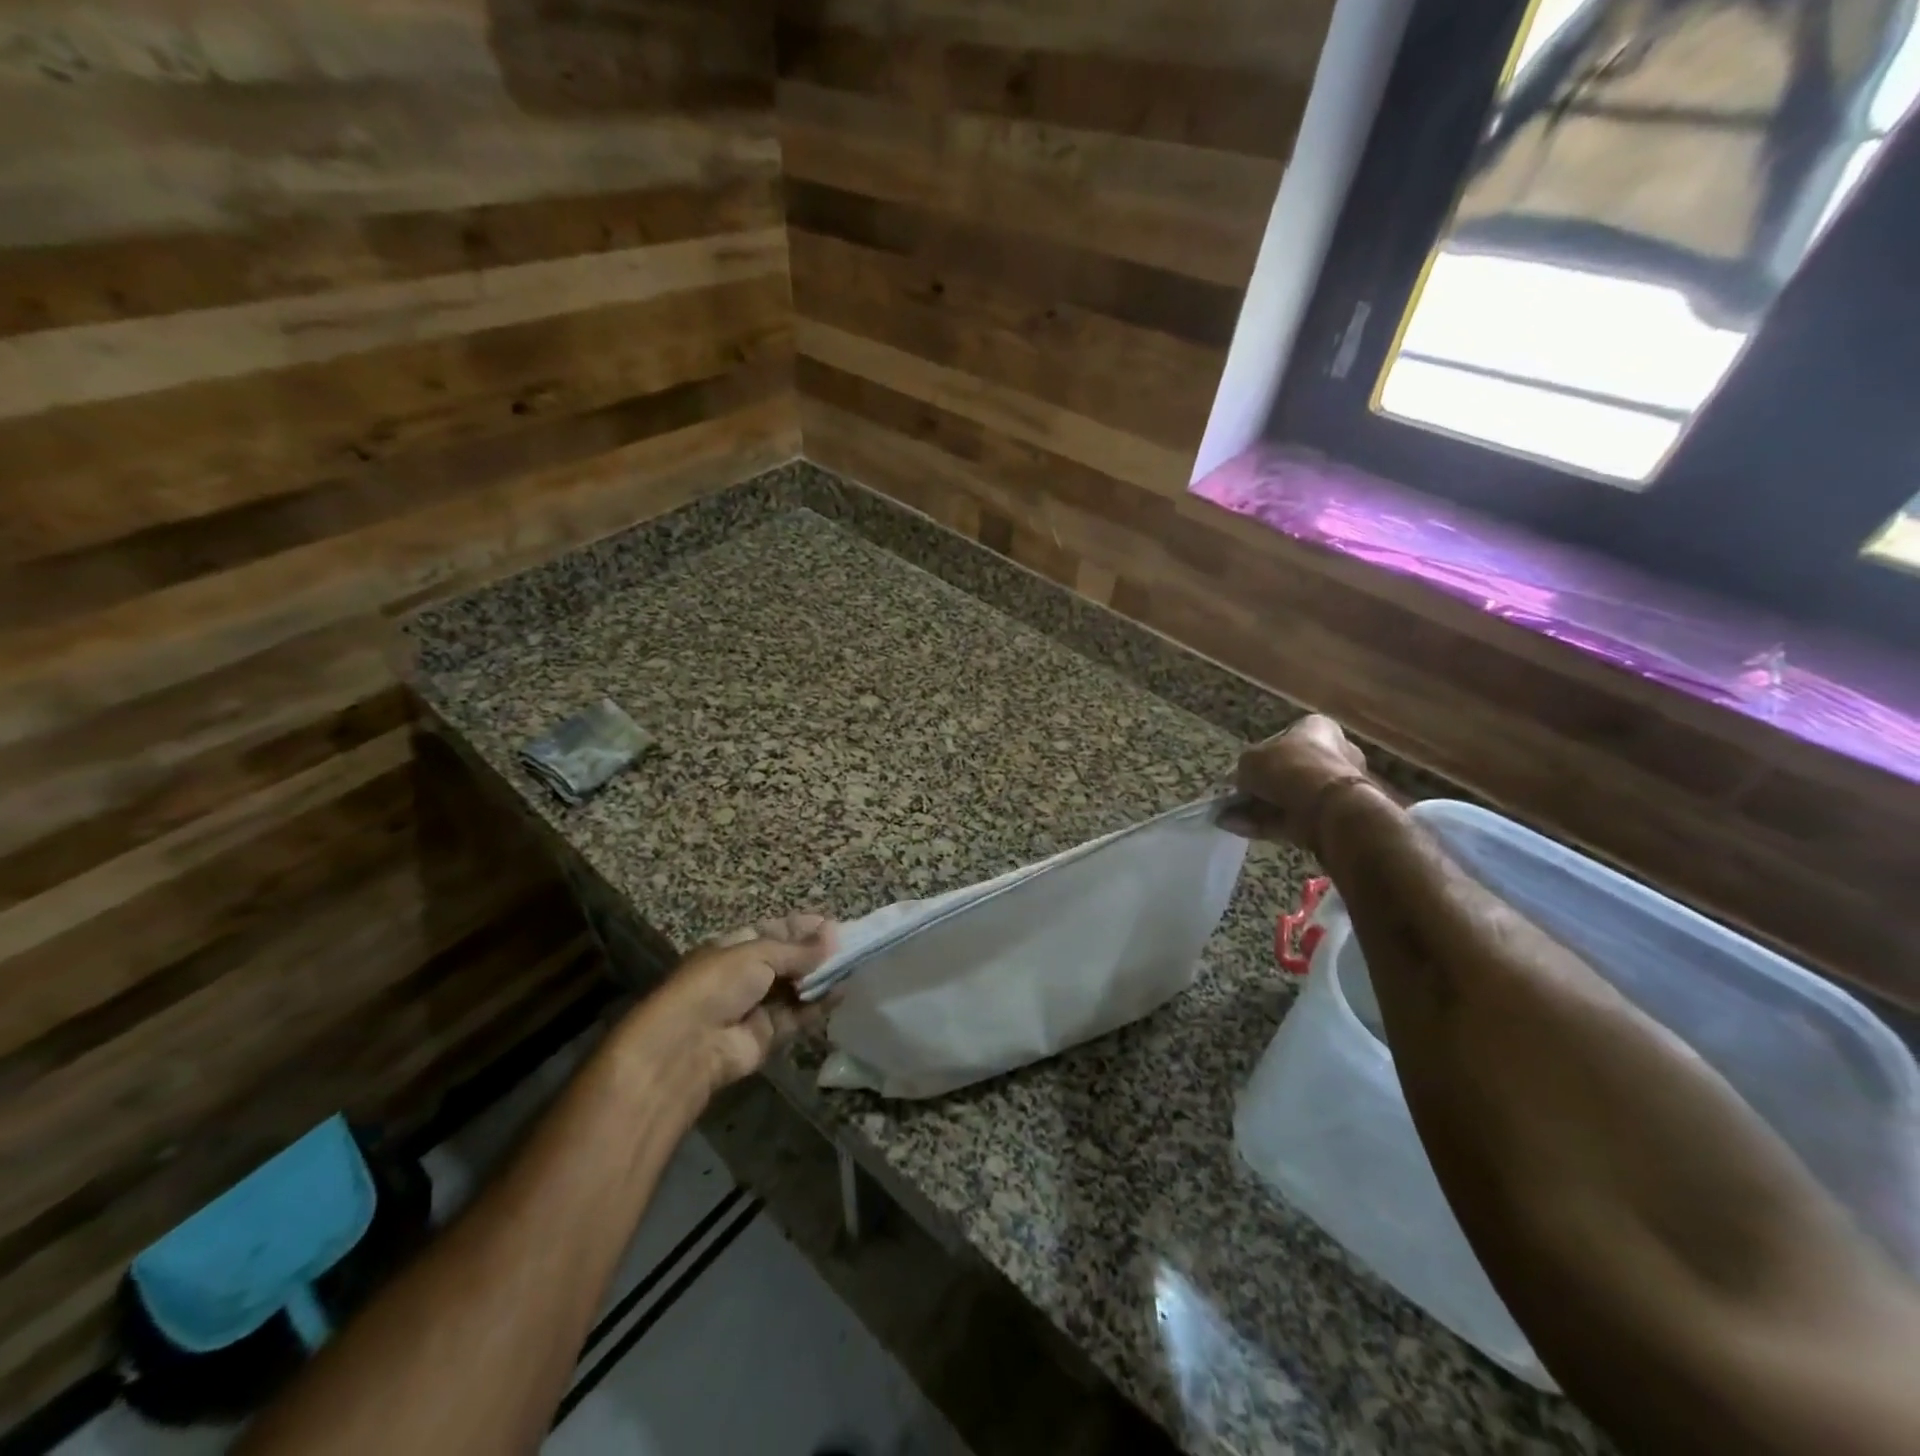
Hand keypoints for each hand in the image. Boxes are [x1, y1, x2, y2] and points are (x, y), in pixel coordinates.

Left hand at [619, 913, 836, 1104]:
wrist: (689, 1044)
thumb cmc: (718, 983)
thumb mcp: (758, 953)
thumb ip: (798, 949)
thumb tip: (834, 935)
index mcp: (735, 947)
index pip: (773, 931)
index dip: (801, 928)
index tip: (832, 925)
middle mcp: (745, 975)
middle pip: (787, 960)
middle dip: (816, 953)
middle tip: (850, 946)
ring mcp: (756, 1006)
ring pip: (796, 988)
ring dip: (821, 978)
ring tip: (853, 966)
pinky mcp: (768, 1035)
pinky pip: (799, 1015)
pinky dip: (820, 1004)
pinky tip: (843, 991)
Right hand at [1225, 714, 1373, 852]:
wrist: (1326, 805)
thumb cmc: (1288, 766)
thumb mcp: (1250, 760)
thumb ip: (1242, 770)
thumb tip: (1239, 783)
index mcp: (1317, 729)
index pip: (1283, 739)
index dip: (1258, 754)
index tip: (1241, 771)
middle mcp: (1331, 754)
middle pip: (1285, 771)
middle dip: (1258, 787)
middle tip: (1234, 797)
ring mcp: (1333, 788)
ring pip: (1286, 797)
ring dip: (1256, 808)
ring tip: (1228, 818)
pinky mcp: (1329, 815)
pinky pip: (1291, 817)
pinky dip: (1265, 823)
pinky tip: (1238, 828)